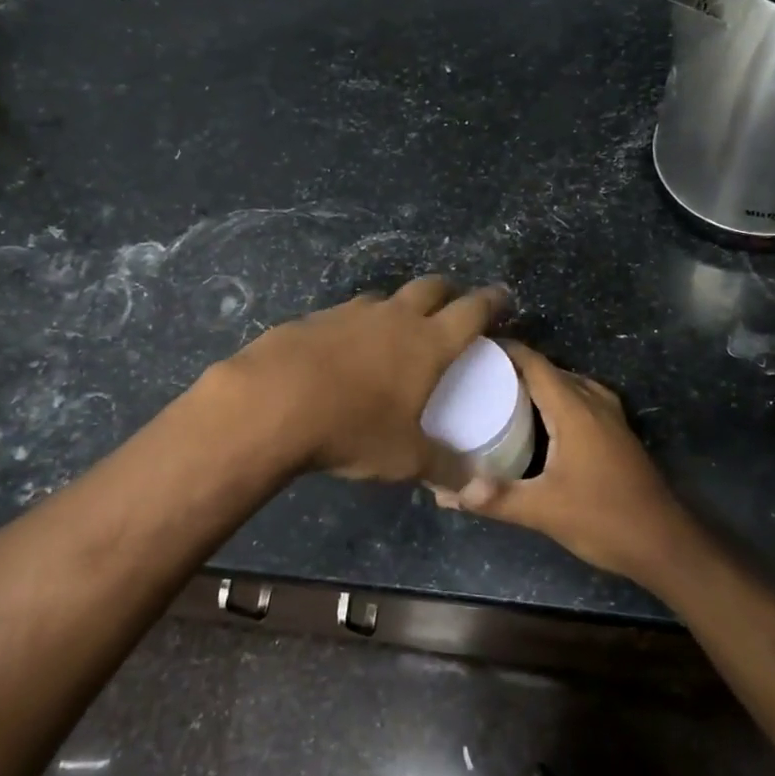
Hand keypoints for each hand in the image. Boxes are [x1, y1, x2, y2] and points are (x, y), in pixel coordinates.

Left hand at [216, 276, 507, 485]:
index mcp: (428, 343)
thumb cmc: (352, 427)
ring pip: (386, 298)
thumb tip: (475, 487)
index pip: (472, 311)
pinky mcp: (314, 318)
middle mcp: (394, 317)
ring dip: (399, 307)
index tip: (502, 298)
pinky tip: (345, 350)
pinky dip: (357, 325)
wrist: (272, 402)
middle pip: (431, 288)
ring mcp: (351, 313)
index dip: (492, 302)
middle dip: (448, 292)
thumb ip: (443, 468)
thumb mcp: (404, 457)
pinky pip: (347, 314)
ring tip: (398, 329)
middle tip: (454, 305)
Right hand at [434, 341, 700, 586]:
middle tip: (477, 375)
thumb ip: (496, 498)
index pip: (535, 363)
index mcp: (575, 409)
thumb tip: (446, 492)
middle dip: (515, 367)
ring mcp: (611, 418)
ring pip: (570, 385)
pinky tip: (540, 421)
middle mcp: (594, 404)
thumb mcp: (543, 511)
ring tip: (503, 393)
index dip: (505, 350)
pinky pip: (582, 400)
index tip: (471, 348)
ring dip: (539, 383)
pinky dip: (558, 399)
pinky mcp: (618, 435)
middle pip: (551, 371)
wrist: (664, 544)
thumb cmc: (604, 519)